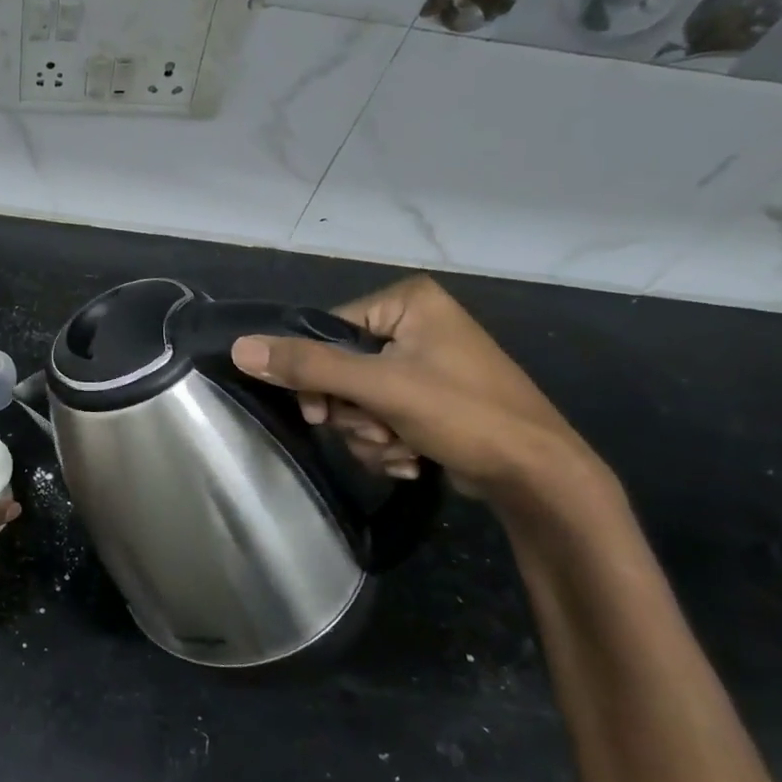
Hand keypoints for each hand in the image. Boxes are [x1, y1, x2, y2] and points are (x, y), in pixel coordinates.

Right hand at [229, 275, 606, 504]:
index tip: (323, 413)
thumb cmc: (465, 415)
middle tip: (378, 432)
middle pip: (340, 369)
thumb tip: (240, 348)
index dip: (317, 376)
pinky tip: (415, 457)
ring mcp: (424, 363)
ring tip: (403, 449)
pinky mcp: (430, 399)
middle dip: (354, 413)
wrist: (541, 479)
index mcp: (407, 302)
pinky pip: (381, 416)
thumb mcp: (381, 387)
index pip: (328, 331)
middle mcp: (415, 324)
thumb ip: (309, 367)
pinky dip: (389, 443)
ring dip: (370, 434)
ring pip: (358, 400)